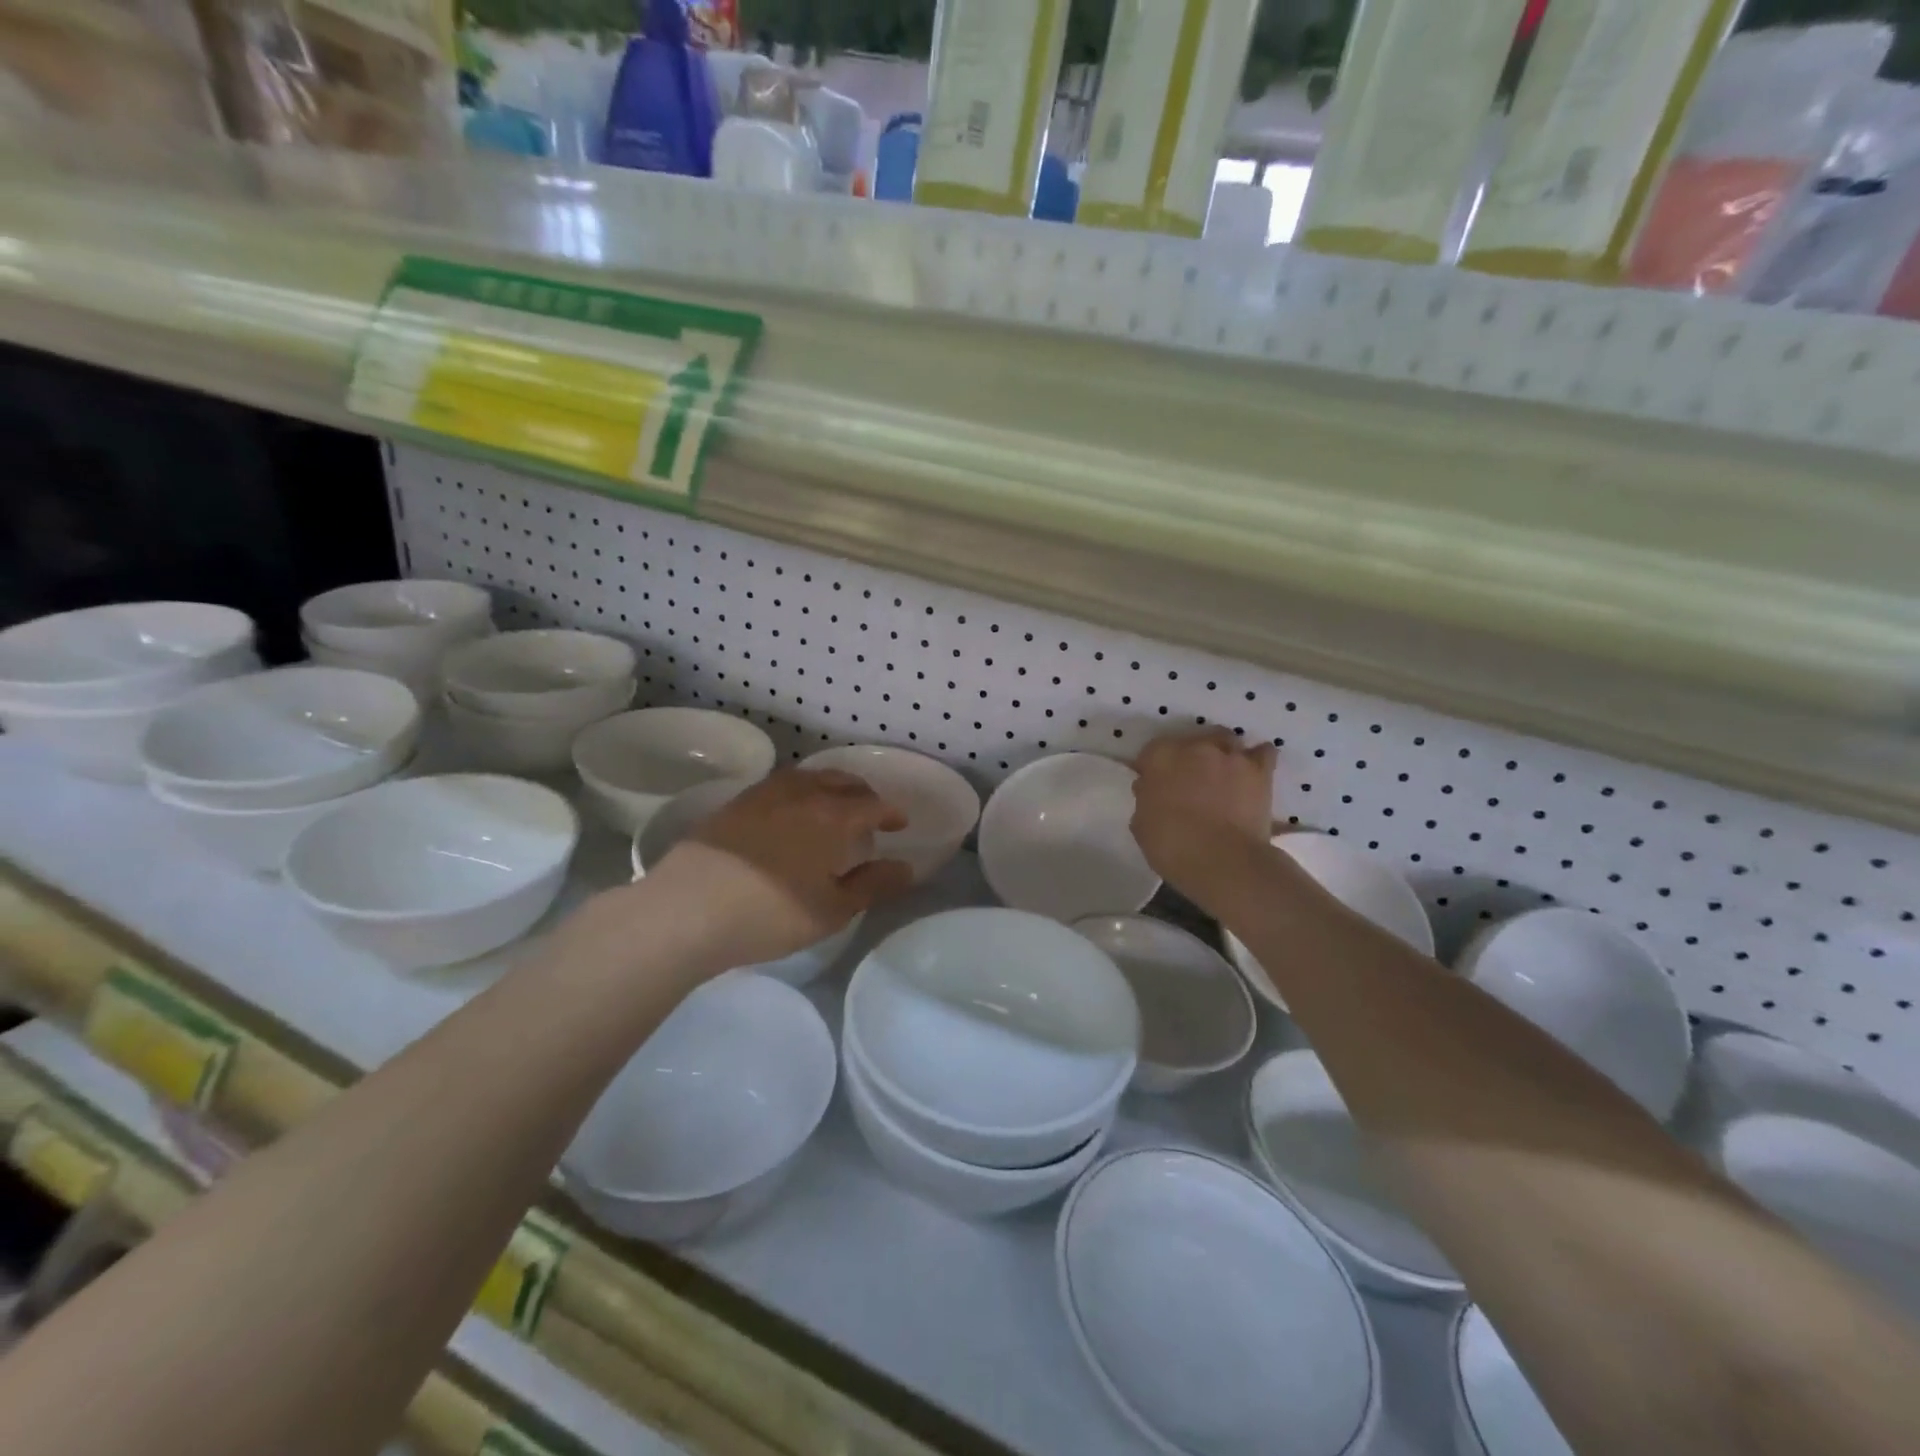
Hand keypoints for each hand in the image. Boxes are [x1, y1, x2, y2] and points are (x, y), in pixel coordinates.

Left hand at [655, 768, 913, 970]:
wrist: (686, 910)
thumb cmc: (770, 914)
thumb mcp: (832, 910)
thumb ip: (873, 885)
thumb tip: (905, 867)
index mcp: (832, 816)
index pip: (872, 804)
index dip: (891, 813)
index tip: (900, 824)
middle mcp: (801, 793)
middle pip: (842, 782)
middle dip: (863, 795)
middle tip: (871, 814)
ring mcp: (763, 794)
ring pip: (809, 778)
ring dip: (830, 788)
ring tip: (833, 808)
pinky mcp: (734, 803)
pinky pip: (780, 786)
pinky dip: (799, 793)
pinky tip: (790, 815)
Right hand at [1131, 730, 1277, 911]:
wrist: (1223, 861)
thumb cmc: (1172, 846)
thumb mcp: (1141, 825)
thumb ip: (1146, 800)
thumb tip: (1151, 790)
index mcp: (1160, 758)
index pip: (1152, 752)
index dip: (1153, 769)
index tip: (1154, 786)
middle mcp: (1195, 748)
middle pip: (1191, 742)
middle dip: (1189, 758)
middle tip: (1189, 781)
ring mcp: (1230, 757)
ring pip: (1225, 740)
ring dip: (1221, 753)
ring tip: (1222, 774)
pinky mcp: (1260, 771)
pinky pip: (1263, 753)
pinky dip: (1258, 758)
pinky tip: (1252, 771)